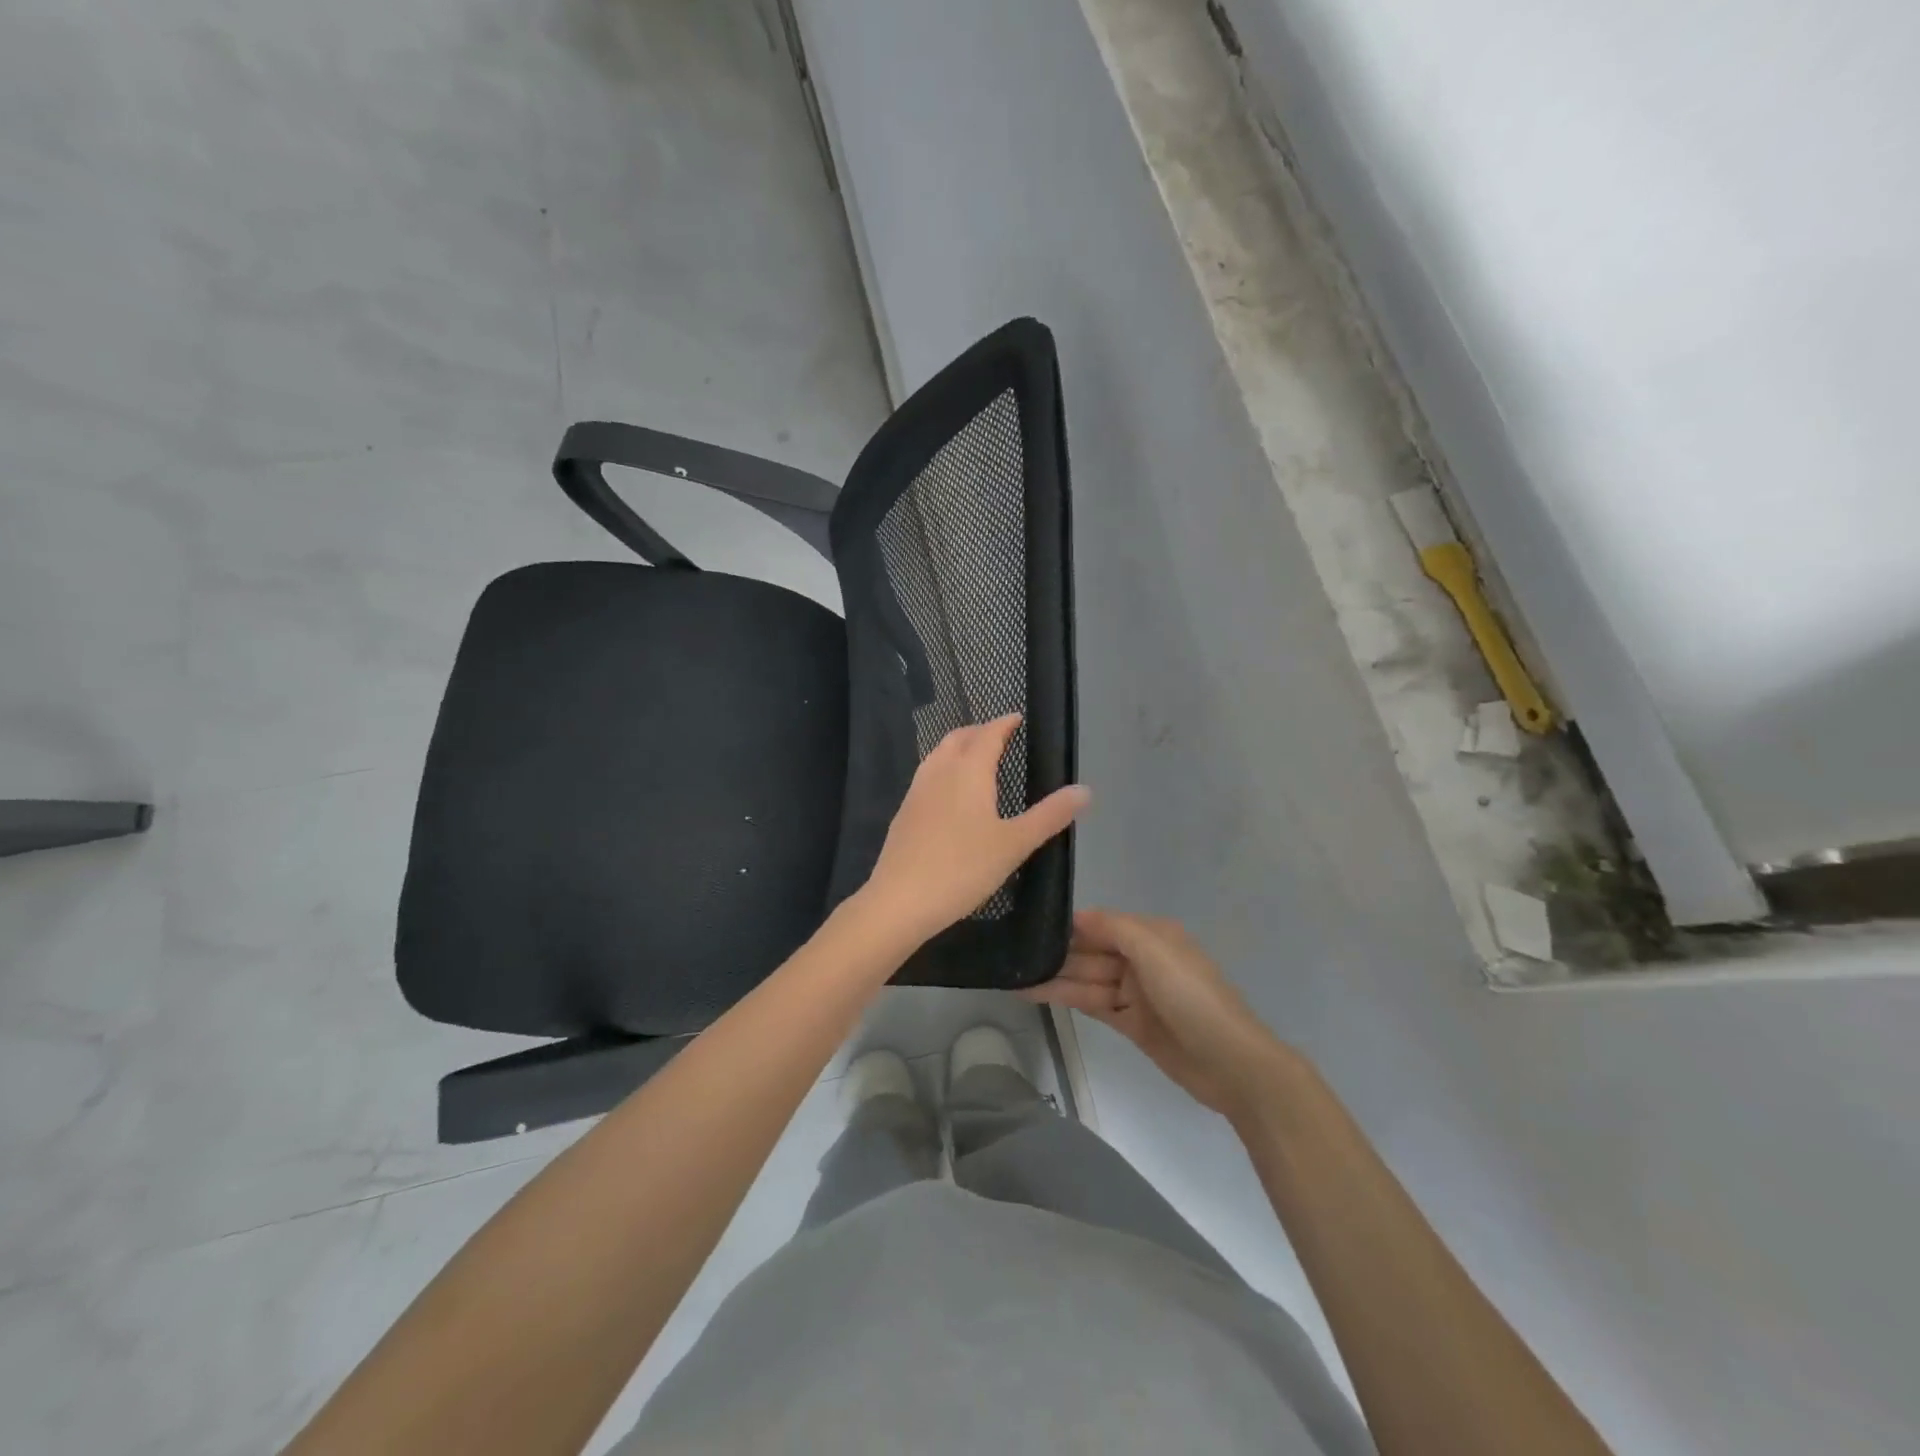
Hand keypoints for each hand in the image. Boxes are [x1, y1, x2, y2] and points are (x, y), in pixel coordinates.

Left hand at [859, 714, 1090, 945]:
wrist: (900, 899)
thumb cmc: (963, 868)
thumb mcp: (1014, 844)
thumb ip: (1049, 816)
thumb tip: (1084, 790)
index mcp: (969, 771)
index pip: (988, 735)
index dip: (1003, 724)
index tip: (1016, 718)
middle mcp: (939, 772)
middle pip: (958, 738)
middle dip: (979, 731)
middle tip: (998, 736)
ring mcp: (916, 791)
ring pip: (937, 755)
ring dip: (957, 747)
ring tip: (973, 758)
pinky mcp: (903, 813)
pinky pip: (926, 776)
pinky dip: (942, 769)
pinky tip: (948, 794)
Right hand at [1021, 910, 1294, 1119]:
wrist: (1231, 1063)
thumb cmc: (1192, 997)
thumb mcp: (1155, 951)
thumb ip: (1114, 929)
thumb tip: (1077, 915)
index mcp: (1152, 935)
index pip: (1100, 924)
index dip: (1068, 926)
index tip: (1029, 925)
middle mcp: (1142, 959)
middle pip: (1091, 952)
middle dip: (1057, 953)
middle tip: (1012, 954)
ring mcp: (1136, 993)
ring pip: (1087, 980)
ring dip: (1055, 978)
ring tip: (1014, 977)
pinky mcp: (1132, 1023)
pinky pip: (1093, 1004)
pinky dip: (1067, 999)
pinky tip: (1037, 994)